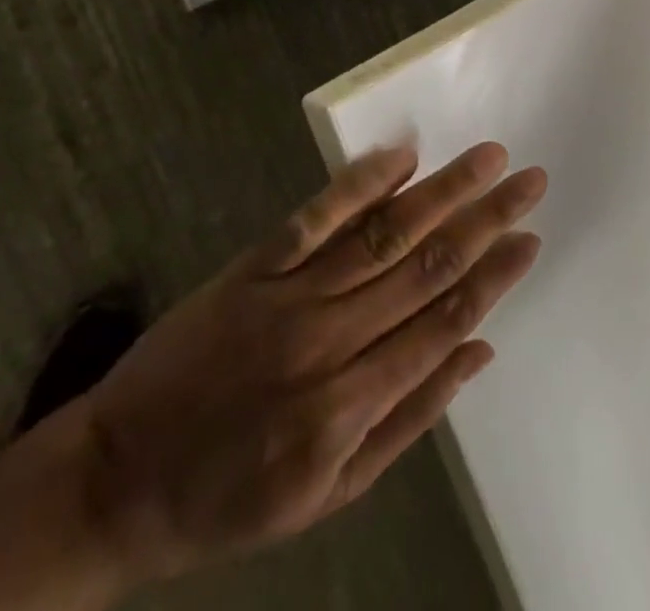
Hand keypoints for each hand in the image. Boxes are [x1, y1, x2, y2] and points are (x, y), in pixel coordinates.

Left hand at [73, 143, 544, 584]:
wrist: (117, 479)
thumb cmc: (232, 496)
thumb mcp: (330, 493)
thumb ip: (410, 419)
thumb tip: (479, 352)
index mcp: (348, 408)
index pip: (442, 323)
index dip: (494, 276)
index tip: (532, 237)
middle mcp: (327, 342)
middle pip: (424, 267)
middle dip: (486, 218)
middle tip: (529, 179)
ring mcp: (288, 296)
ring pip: (382, 233)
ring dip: (442, 191)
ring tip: (487, 158)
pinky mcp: (253, 266)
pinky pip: (315, 216)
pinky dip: (360, 181)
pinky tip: (402, 153)